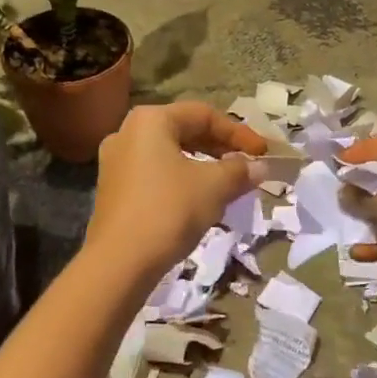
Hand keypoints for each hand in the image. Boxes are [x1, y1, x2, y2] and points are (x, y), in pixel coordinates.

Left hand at [84, 101, 264, 279]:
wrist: (120, 262)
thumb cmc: (169, 210)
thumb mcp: (214, 187)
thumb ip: (239, 170)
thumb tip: (259, 167)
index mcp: (150, 120)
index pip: (204, 115)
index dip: (239, 133)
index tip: (263, 153)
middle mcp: (127, 132)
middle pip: (184, 131)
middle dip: (220, 148)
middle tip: (248, 166)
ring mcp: (116, 162)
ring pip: (170, 154)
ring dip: (203, 166)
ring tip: (228, 185)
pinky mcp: (113, 190)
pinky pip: (155, 174)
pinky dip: (181, 180)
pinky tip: (200, 201)